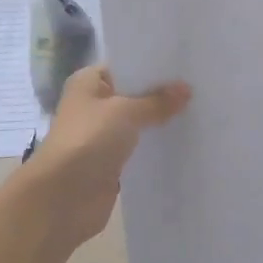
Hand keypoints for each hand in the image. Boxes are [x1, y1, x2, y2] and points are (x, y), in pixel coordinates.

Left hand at [13, 66, 190, 249]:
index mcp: (89, 82)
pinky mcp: (112, 162)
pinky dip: (156, 145)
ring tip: (200, 111)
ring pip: (139, 122)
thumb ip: (157, 101)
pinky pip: (139, 148)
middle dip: (162, 93)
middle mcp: (94, 105)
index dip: (154, 65)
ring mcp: (102, 135)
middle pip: (134, 94)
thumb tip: (186, 89)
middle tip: (201, 86)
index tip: (187, 64)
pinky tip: (185, 140)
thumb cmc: (88, 141)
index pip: (126, 65)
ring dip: (161, 121)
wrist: (62, 198)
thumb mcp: (126, 111)